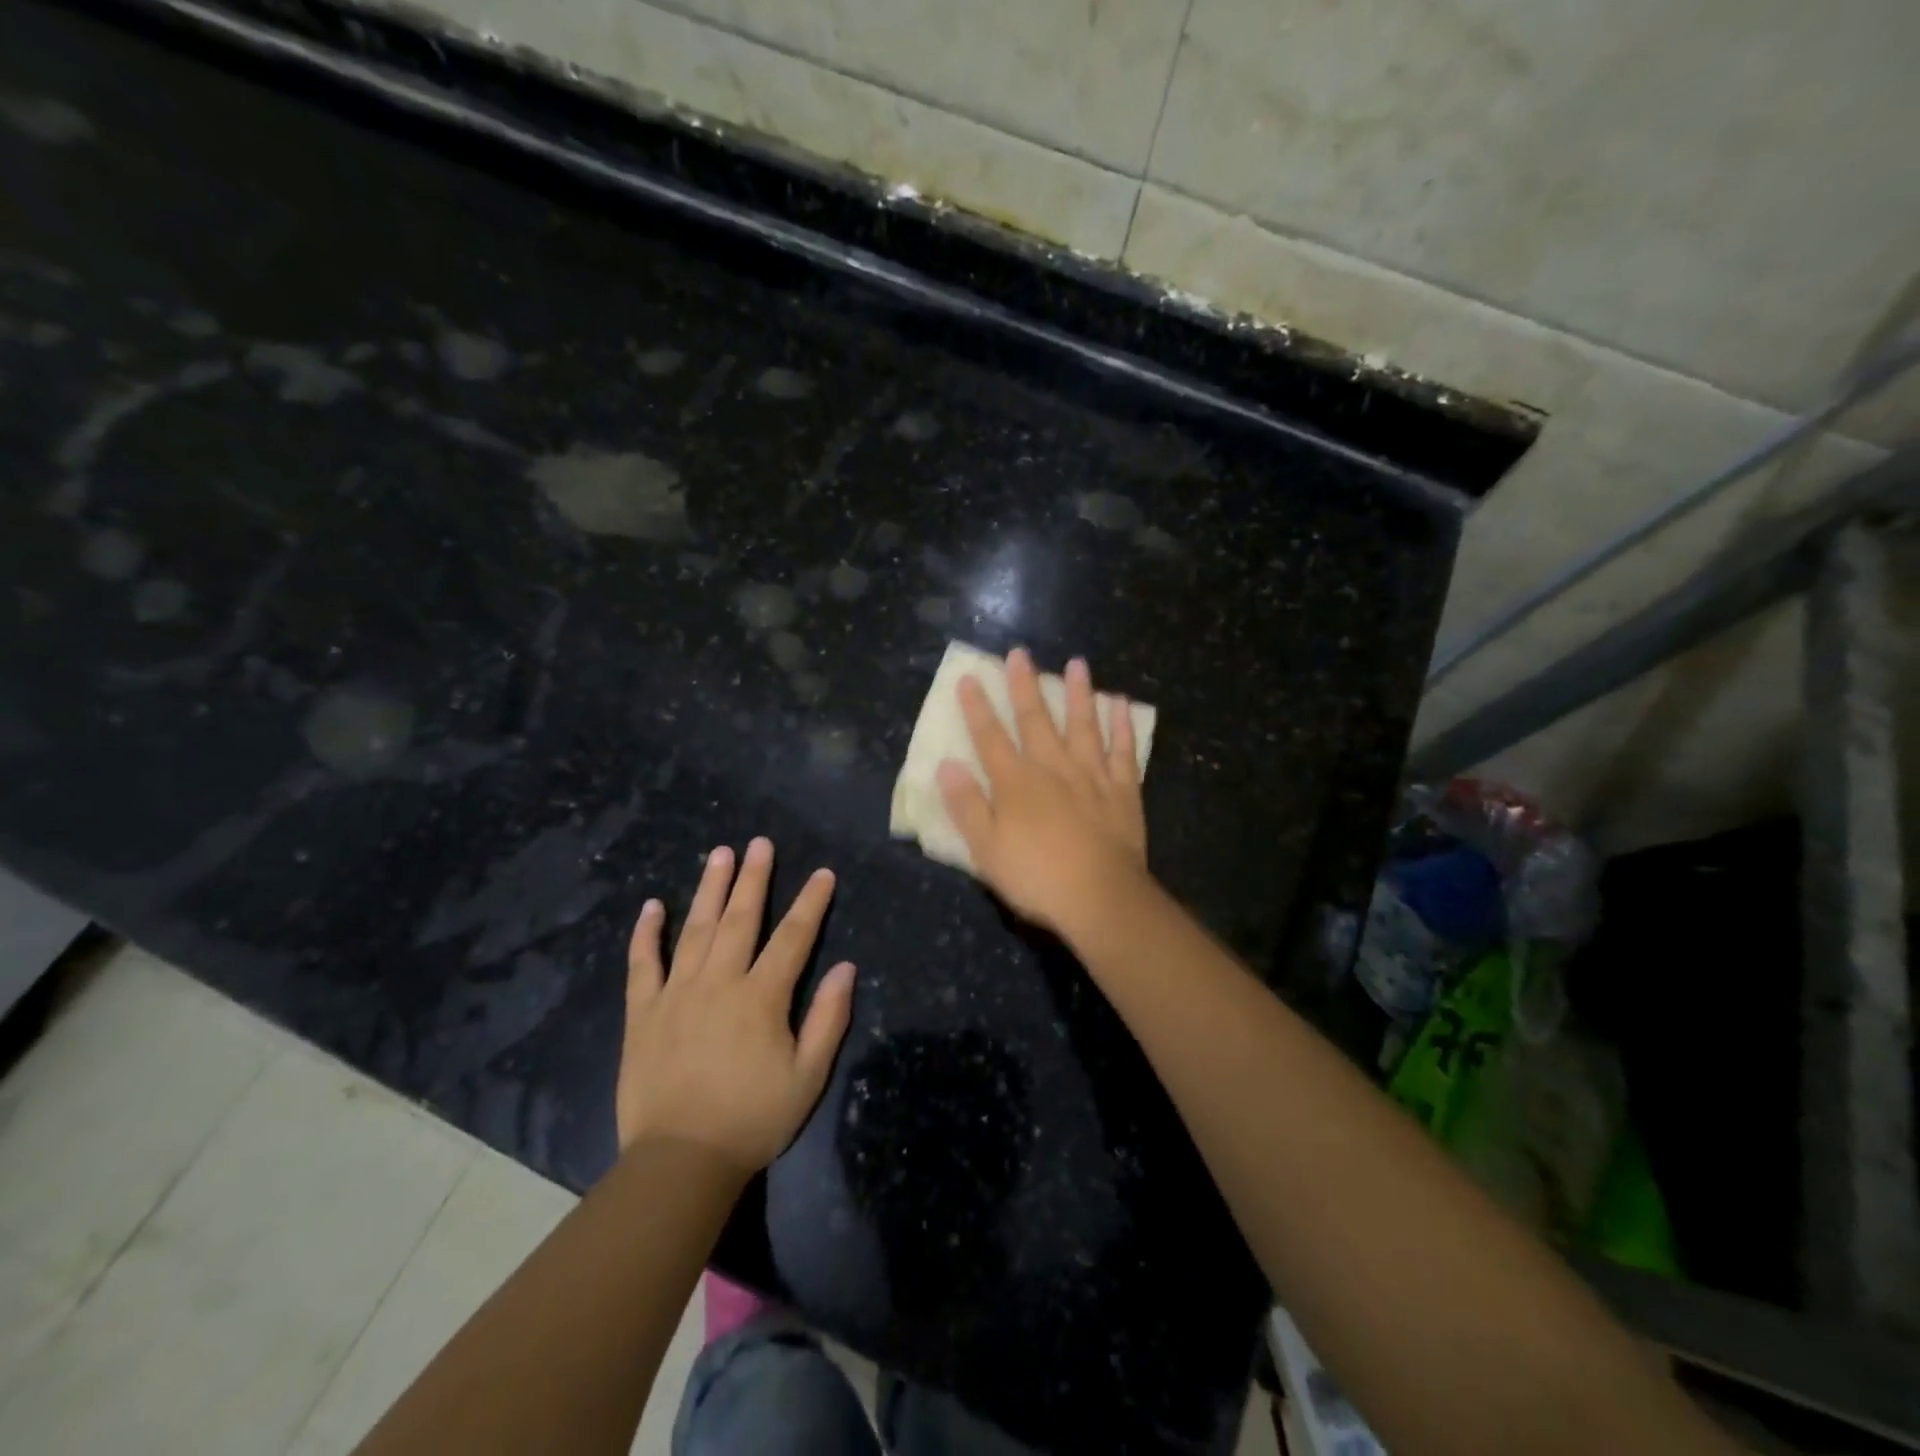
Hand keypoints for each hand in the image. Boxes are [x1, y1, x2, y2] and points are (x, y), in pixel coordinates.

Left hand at [617, 837, 854, 1174]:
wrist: (679, 1163)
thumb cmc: (752, 1119)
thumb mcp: (807, 1076)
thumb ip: (828, 1018)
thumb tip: (847, 968)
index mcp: (761, 997)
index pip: (793, 937)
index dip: (811, 902)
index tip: (822, 873)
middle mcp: (719, 982)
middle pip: (740, 919)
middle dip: (753, 878)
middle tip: (759, 843)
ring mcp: (676, 994)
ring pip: (695, 929)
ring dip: (708, 889)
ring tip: (718, 854)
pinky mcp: (642, 1013)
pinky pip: (642, 964)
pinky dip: (647, 934)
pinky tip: (652, 906)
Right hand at [936, 648, 1148, 934]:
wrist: (1100, 898)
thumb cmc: (1036, 878)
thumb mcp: (986, 849)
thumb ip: (967, 805)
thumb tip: (946, 766)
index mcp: (1016, 783)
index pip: (990, 737)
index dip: (977, 708)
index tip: (969, 678)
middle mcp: (1053, 768)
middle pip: (1036, 720)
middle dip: (1025, 685)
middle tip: (1020, 653)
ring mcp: (1091, 776)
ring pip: (1084, 725)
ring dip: (1079, 693)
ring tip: (1078, 663)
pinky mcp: (1123, 790)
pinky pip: (1124, 751)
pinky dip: (1123, 726)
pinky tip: (1122, 704)